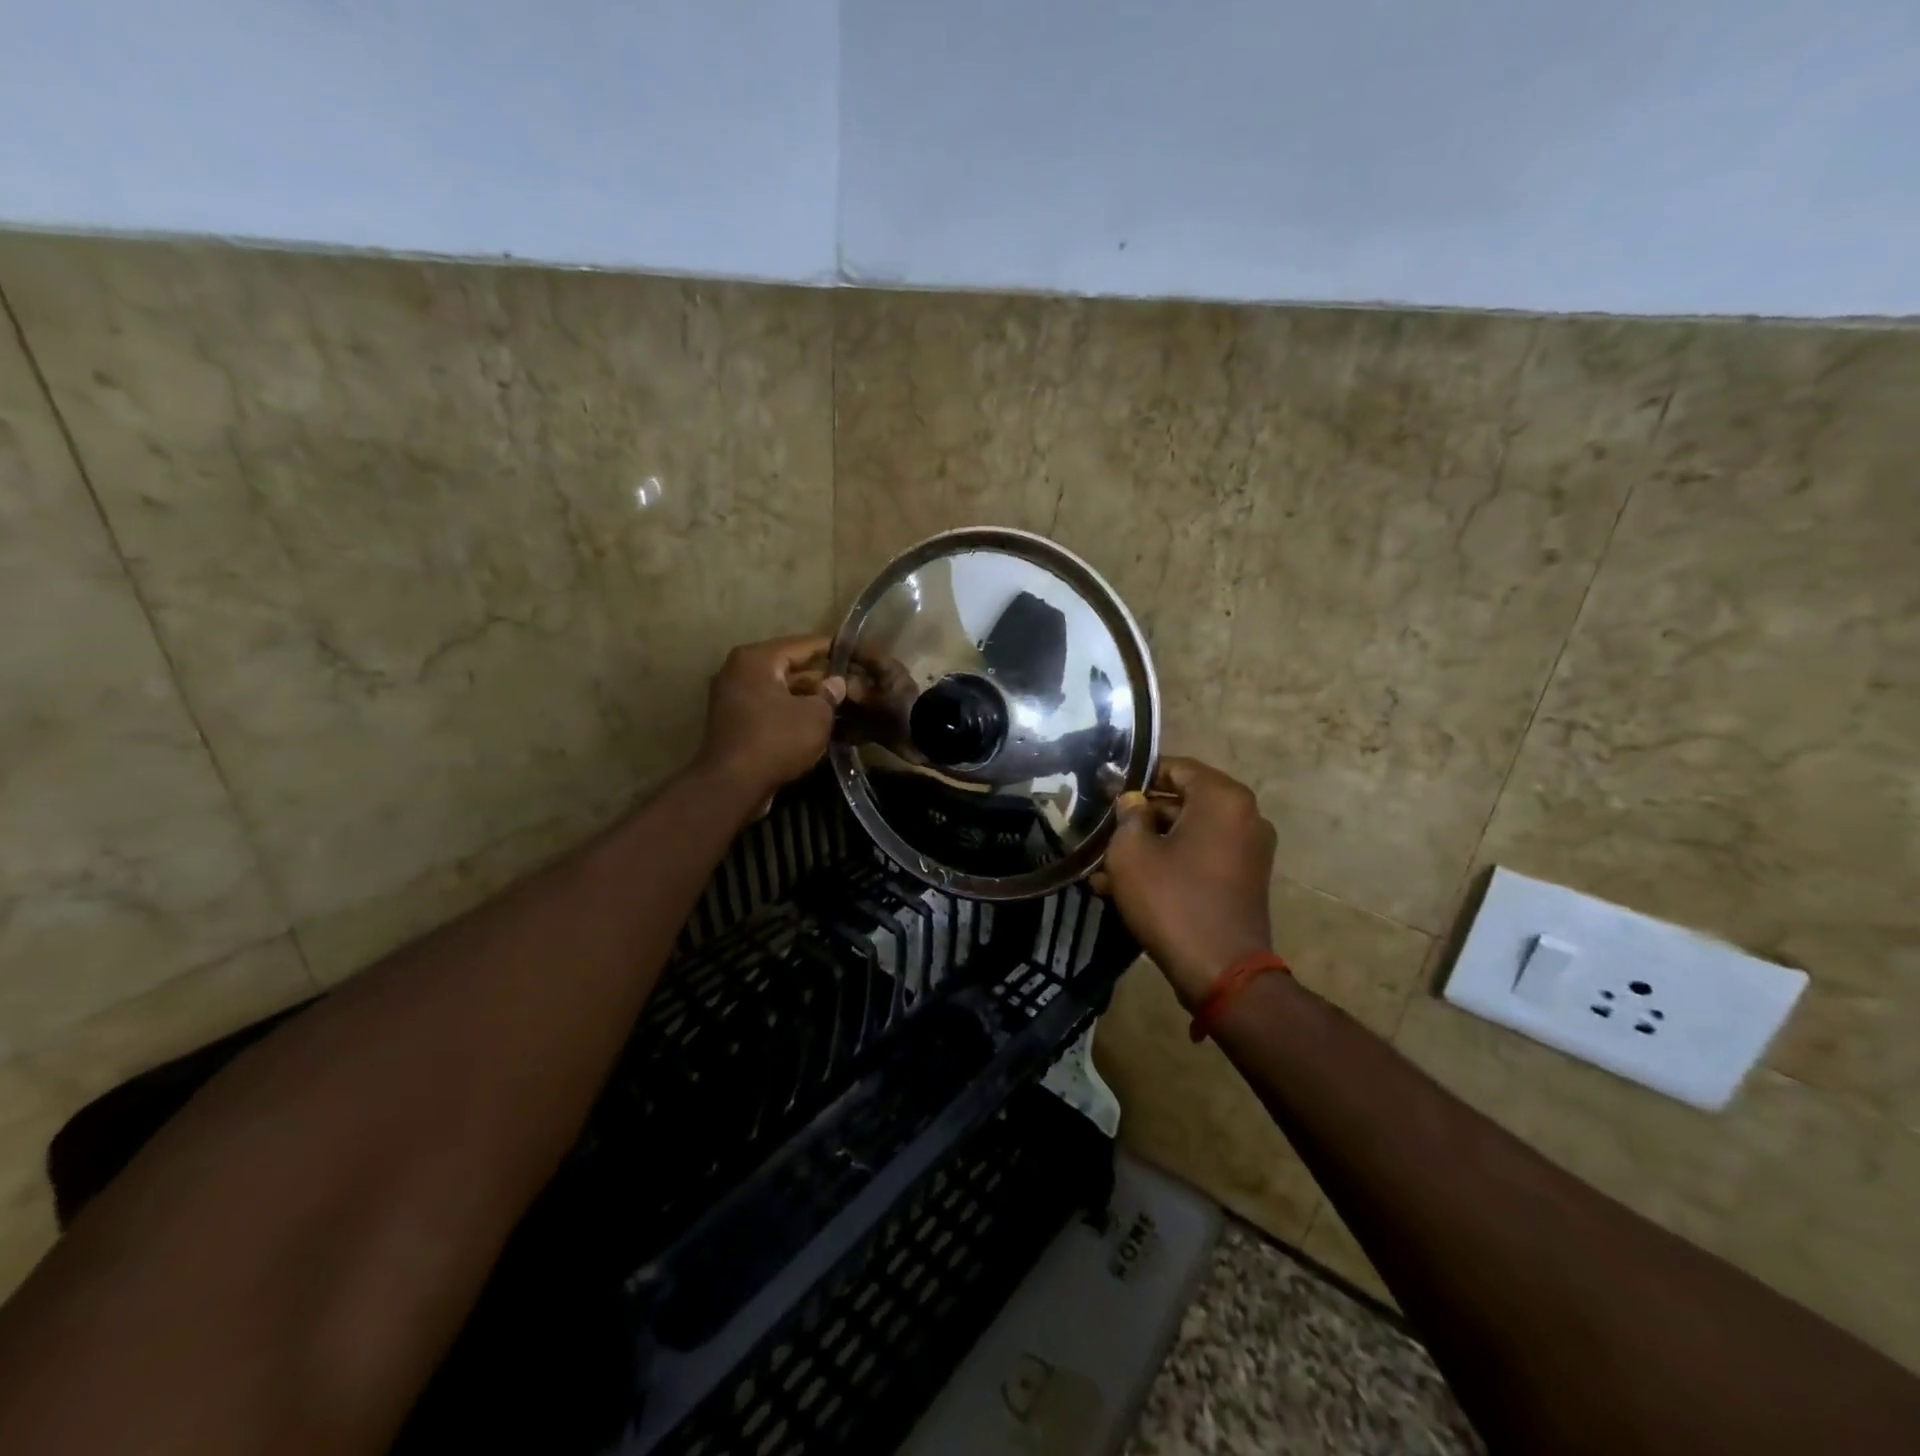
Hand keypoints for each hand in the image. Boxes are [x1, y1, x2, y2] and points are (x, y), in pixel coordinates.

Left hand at [694, 636, 846, 805]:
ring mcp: (732, 696)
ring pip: (779, 689)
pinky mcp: (732, 721)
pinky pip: (768, 707)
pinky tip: (816, 721)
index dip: (833, 648)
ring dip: (807, 696)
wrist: (732, 784)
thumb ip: (830, 694)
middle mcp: (739, 670)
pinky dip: (790, 711)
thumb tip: (836, 683)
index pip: (803, 644)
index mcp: (757, 658)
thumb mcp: (816, 715)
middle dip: (821, 677)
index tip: (857, 651)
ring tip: (840, 704)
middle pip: (789, 666)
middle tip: (852, 684)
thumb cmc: (777, 740)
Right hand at [1093, 758, 1276, 1006]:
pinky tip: (1125, 886)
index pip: (1175, 767)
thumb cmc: (1172, 899)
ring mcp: (1248, 850)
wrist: (1220, 971)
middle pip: (1181, 802)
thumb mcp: (1132, 851)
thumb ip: (1128, 815)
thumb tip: (1133, 802)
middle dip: (1139, 818)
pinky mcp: (1243, 880)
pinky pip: (1199, 858)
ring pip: (1186, 834)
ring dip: (1148, 846)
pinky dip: (1168, 865)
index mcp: (1223, 798)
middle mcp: (1244, 816)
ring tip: (1104, 868)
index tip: (1105, 792)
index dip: (1136, 777)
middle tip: (1101, 832)